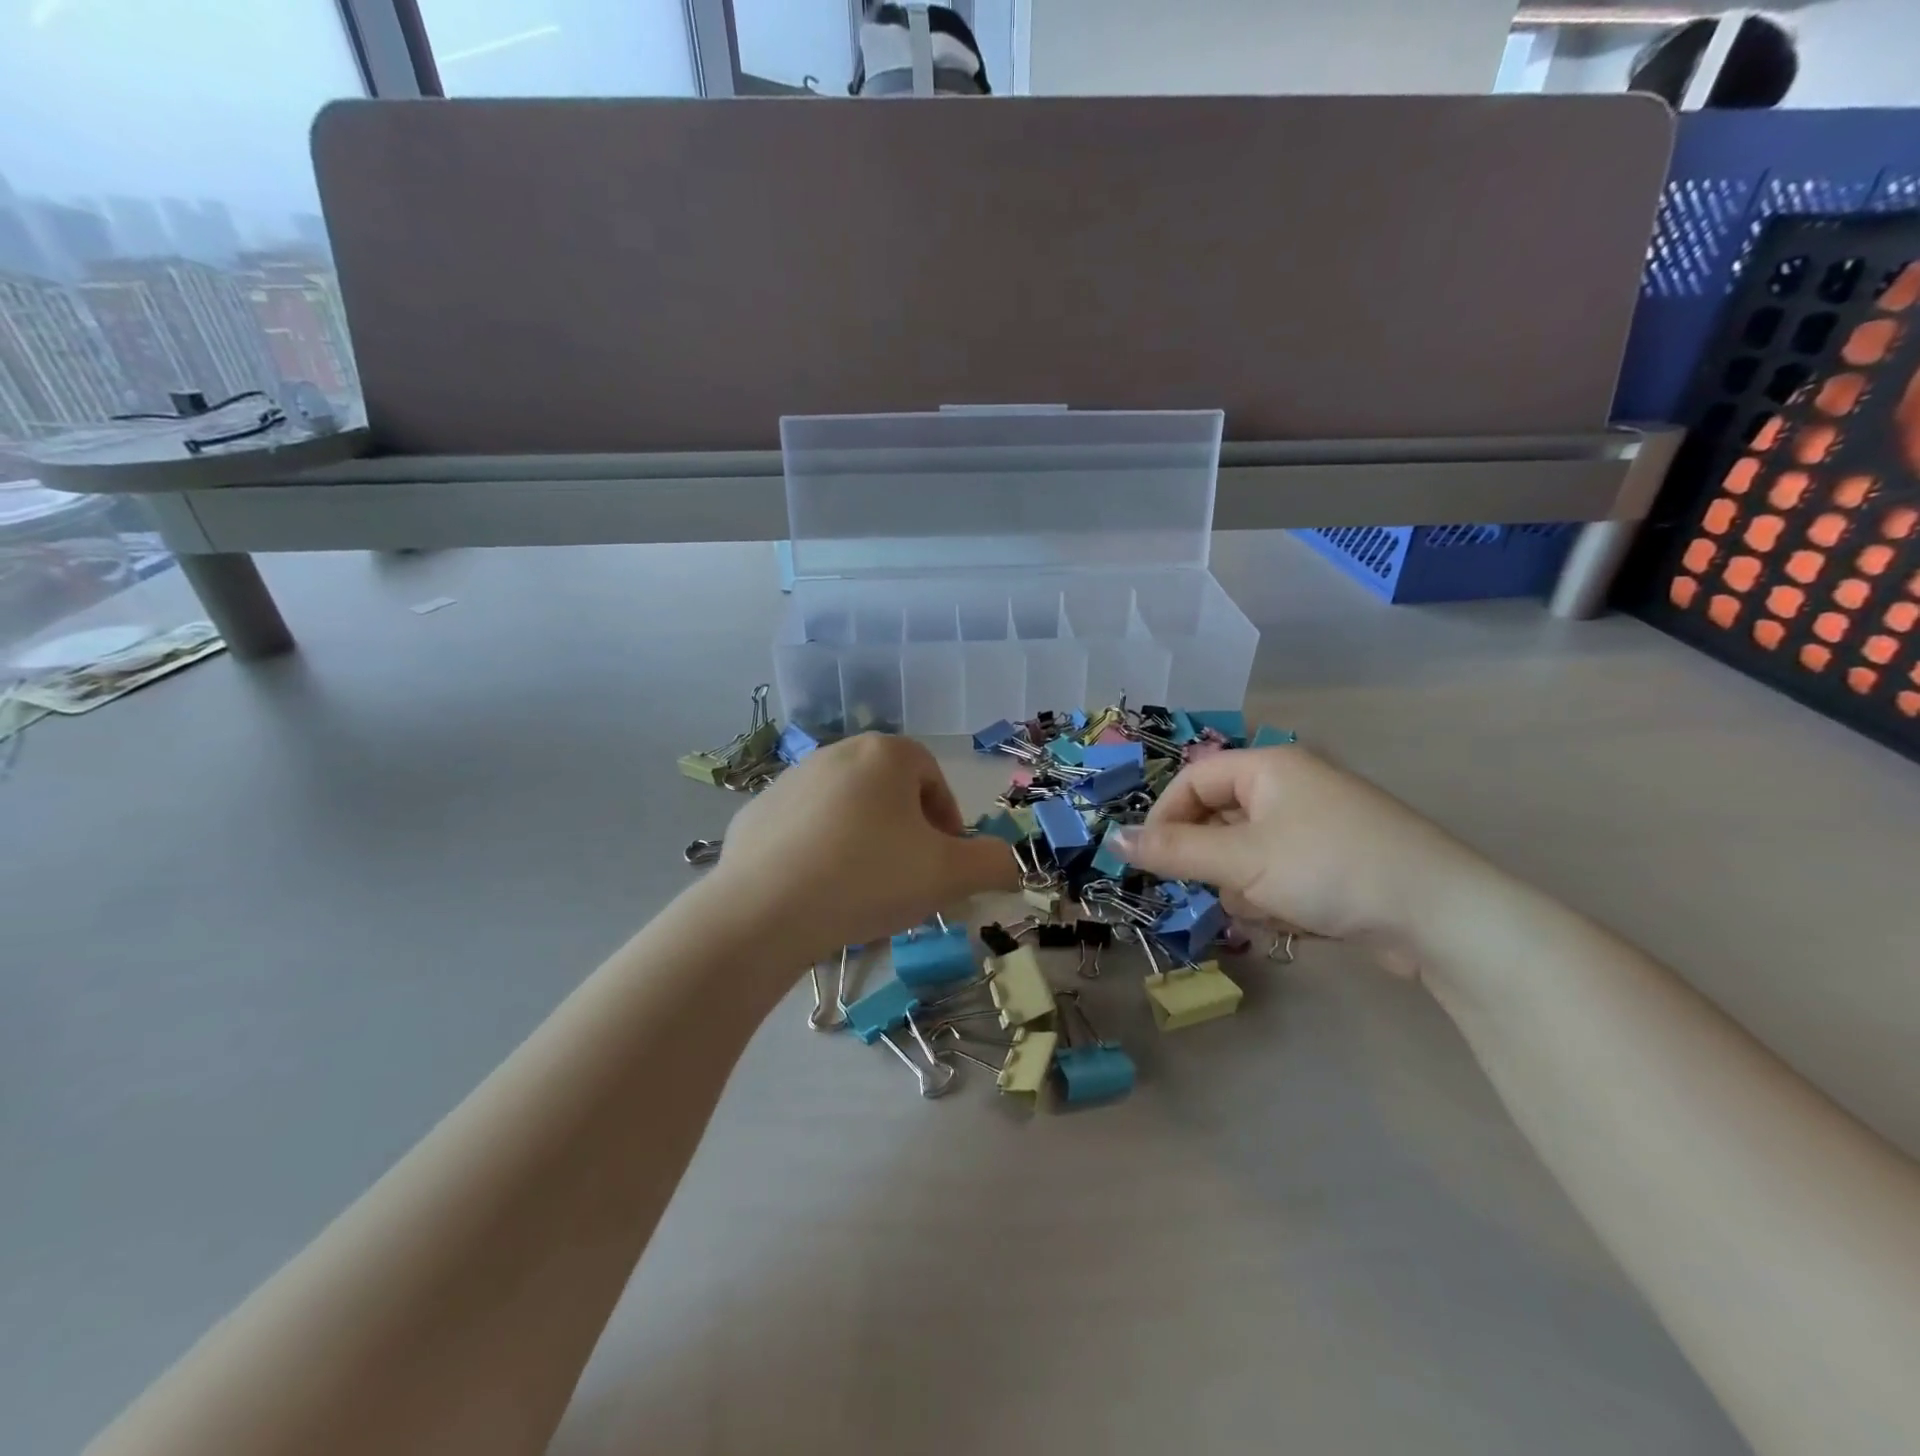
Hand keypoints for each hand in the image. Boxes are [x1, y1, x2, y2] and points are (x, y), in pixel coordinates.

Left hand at [710, 734, 1018, 962]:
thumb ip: (992, 863)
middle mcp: (835, 753)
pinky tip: (817, 894)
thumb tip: (1008, 863)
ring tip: (862, 894)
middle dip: (906, 835)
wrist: (763, 911)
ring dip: (864, 845)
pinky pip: (804, 831)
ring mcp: (789, 781)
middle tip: (907, 882)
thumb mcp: (949, 875)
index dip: (947, 824)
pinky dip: (819, 855)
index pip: (933, 778)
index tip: (943, 865)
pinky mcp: (756, 814)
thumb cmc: (869, 877)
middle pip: (889, 793)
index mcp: (884, 754)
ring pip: (846, 812)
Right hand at [1109, 747, 1489, 972]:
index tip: (1151, 860)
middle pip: (1219, 819)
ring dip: (1245, 886)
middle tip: (1223, 890)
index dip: (1165, 818)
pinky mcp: (1335, 862)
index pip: (1193, 780)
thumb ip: (1173, 850)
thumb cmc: (1331, 869)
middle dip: (1215, 862)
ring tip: (1272, 909)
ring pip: (1246, 853)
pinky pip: (1279, 873)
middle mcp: (1291, 787)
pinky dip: (1276, 897)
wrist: (1442, 916)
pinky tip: (1299, 919)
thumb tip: (1112, 839)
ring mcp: (1317, 825)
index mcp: (1269, 767)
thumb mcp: (1242, 860)